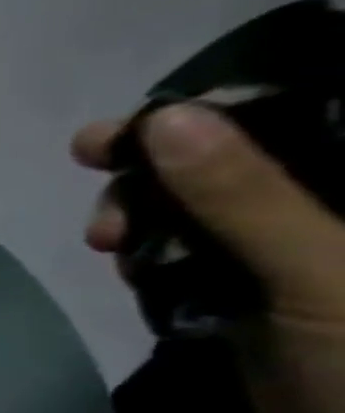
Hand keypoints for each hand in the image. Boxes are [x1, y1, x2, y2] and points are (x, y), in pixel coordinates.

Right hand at [76, 105, 344, 412]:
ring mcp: (295, 262)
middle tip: (92, 171)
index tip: (124, 124)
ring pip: (200, 209)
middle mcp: (332, 219)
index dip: (210, 110)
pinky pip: (190, 258)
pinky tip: (126, 266)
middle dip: (155, 165)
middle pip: (233, 161)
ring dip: (143, 212)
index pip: (298, 119)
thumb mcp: (319, 274)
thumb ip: (245, 196)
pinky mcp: (255, 302)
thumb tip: (164, 119)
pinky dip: (151, 255)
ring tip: (106, 240)